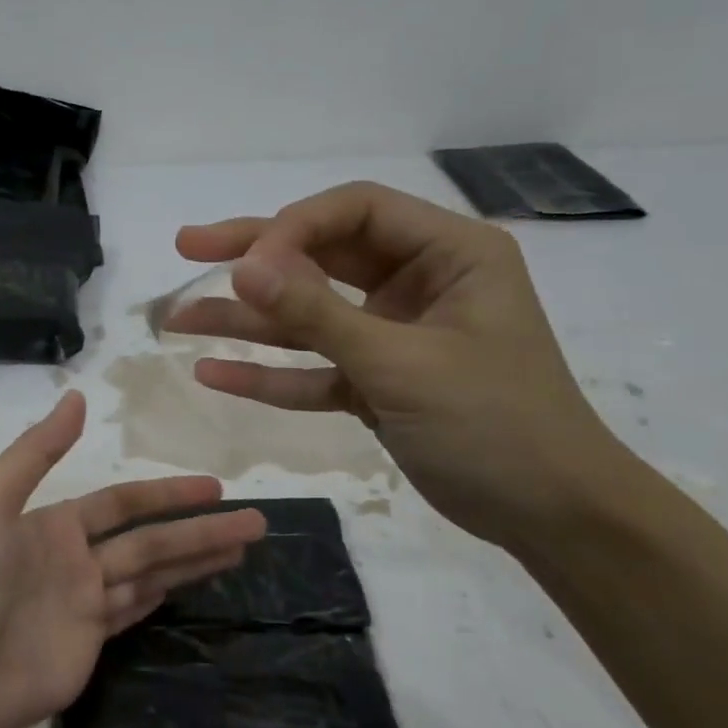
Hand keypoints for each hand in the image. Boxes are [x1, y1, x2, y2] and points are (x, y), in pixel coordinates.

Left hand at [0, 392, 265, 727]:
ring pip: (152, 574)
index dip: (167, 493)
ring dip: (196, 560)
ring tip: (244, 547)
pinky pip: (134, 611)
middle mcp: (74, 559)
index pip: (123, 502)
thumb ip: (36, 451)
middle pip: (151, 539)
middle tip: (255, 521)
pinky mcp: (88, 645)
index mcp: (52, 523)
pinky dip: (165, 595)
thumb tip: (79, 397)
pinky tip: (196, 582)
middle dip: (201, 529)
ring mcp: (83, 604)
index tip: (214, 487)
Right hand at [170, 181, 626, 551]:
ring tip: (177, 319)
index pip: (354, 212)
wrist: (551, 516)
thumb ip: (317, 314)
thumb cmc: (496, 423)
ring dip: (246, 321)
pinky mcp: (374, 381)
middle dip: (252, 258)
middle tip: (186, 247)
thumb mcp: (401, 363)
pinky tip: (213, 372)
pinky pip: (313, 368)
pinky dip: (269, 373)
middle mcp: (416, 282)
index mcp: (448, 253)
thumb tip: (242, 269)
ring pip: (307, 315)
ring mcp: (391, 334)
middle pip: (320, 255)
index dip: (291, 228)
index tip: (242, 266)